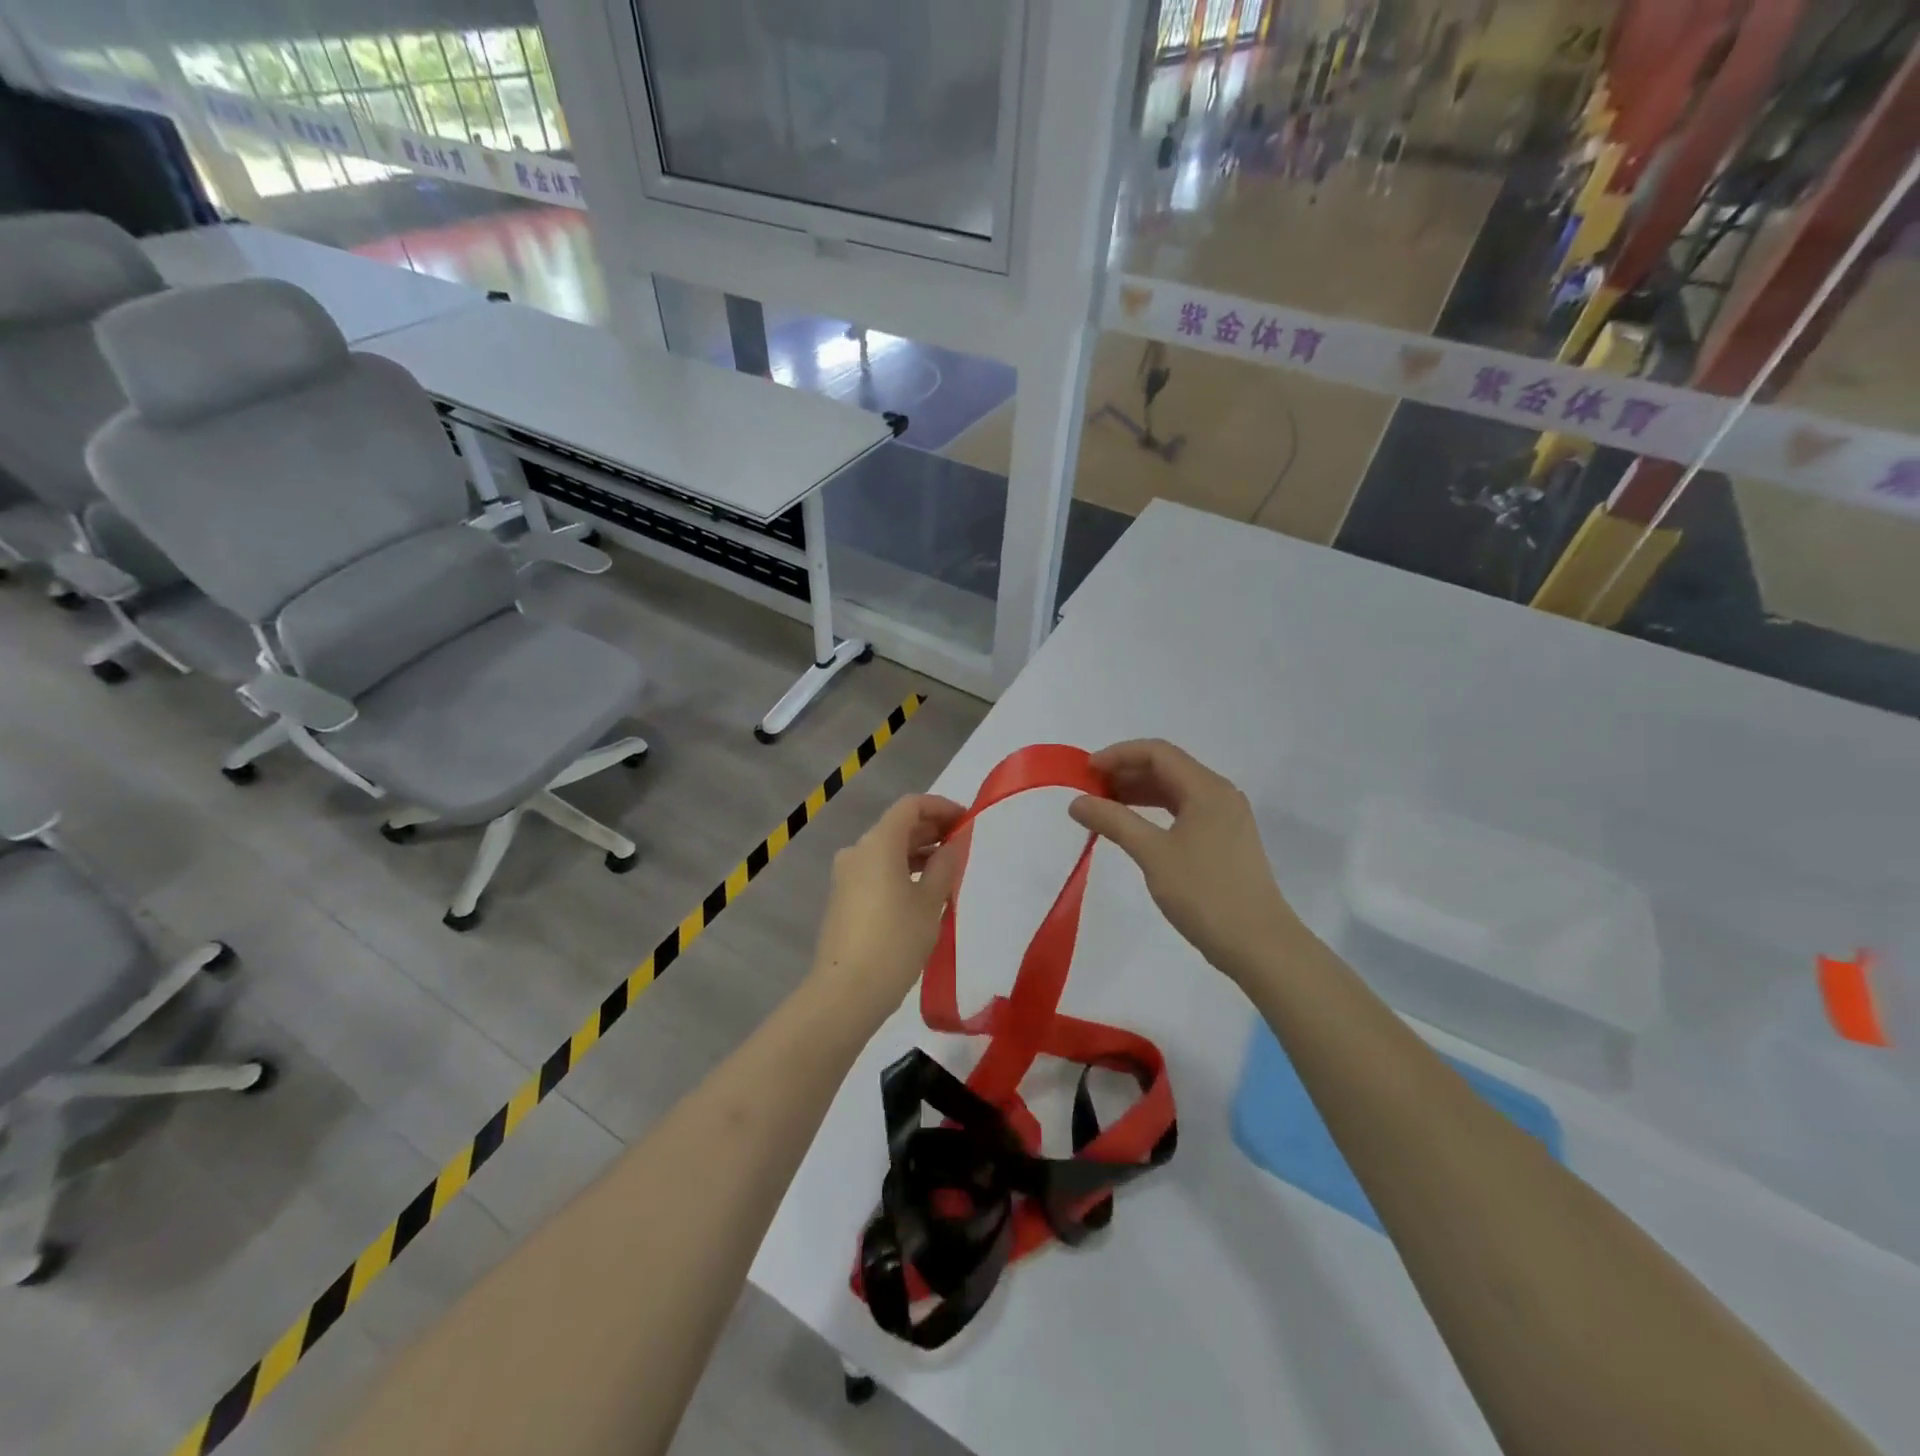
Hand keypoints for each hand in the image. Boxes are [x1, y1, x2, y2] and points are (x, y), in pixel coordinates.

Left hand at [807, 793, 965, 1017]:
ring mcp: (846, 875)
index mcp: (878, 843)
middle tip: (962, 845)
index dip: (941, 807)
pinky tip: (922, 891)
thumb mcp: (930, 902)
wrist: (846, 992)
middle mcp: (857, 851)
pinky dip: (901, 869)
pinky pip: (876, 870)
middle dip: (931, 829)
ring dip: (917, 851)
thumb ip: (945, 866)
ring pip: (887, 849)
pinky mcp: (843, 898)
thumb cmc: (895, 941)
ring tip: (947, 870)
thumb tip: (955, 843)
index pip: (911, 806)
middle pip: (897, 826)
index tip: (967, 821)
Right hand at [1069, 740, 1301, 980]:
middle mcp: (1219, 794)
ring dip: (1138, 793)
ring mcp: (1225, 818)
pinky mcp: (1225, 840)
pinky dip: (1155, 812)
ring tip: (1104, 808)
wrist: (1259, 945)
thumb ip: (1114, 821)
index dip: (1118, 755)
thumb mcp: (1153, 854)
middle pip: (1167, 768)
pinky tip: (1134, 828)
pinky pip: (1184, 811)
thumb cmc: (1205, 893)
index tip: (1085, 772)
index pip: (1157, 753)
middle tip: (1089, 792)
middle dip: (1125, 773)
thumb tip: (1077, 802)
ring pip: (1175, 791)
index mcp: (1207, 789)